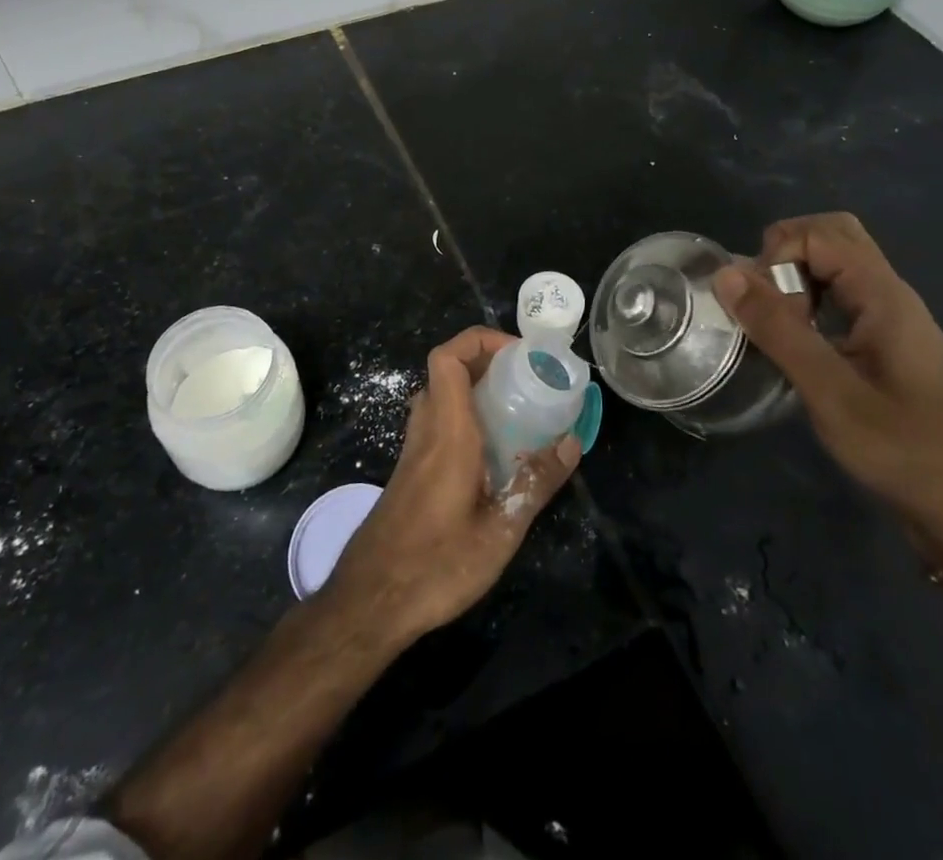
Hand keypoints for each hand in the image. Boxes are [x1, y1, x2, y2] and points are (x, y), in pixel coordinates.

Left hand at [323, 327, 579, 646]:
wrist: (370, 602)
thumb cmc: (436, 565)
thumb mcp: (500, 531)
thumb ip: (536, 482)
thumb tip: (572, 442)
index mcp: (448, 432)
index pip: (448, 358)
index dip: (480, 340)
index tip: (519, 354)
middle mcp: (426, 430)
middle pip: (446, 370)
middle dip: (486, 360)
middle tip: (526, 378)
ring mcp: (413, 450)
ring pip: (440, 395)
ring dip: (474, 388)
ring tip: (515, 408)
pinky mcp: (410, 470)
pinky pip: (437, 421)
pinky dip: (464, 415)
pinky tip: (492, 450)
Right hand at [713, 213, 942, 556]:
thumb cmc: (906, 451)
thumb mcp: (831, 392)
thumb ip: (778, 329)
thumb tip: (727, 273)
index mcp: (883, 295)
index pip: (819, 233)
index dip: (778, 254)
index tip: (761, 306)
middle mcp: (891, 295)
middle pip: (834, 236)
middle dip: (785, 252)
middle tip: (762, 300)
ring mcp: (892, 320)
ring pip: (838, 266)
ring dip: (797, 278)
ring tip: (773, 324)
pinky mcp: (888, 345)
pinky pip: (843, 297)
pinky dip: (810, 303)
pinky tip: (796, 344)